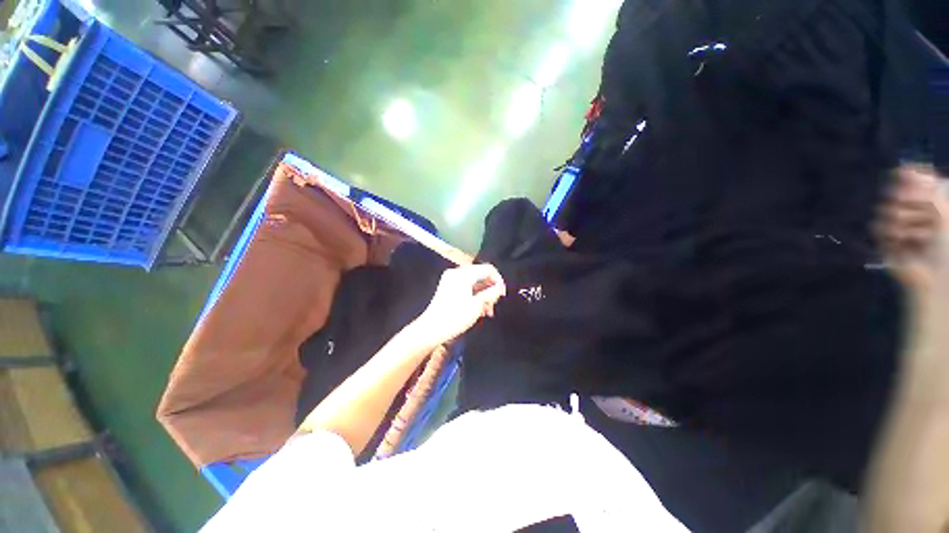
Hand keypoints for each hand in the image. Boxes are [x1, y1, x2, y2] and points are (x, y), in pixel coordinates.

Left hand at [414, 264, 506, 346]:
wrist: (432, 329)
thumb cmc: (455, 317)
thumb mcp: (477, 305)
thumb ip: (492, 294)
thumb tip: (500, 287)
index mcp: (463, 274)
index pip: (487, 269)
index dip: (498, 280)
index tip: (502, 294)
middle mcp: (456, 273)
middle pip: (480, 275)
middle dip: (490, 289)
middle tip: (494, 304)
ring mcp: (451, 280)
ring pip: (474, 282)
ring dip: (483, 294)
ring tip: (487, 310)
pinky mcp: (448, 288)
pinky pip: (466, 287)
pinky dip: (474, 295)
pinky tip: (479, 309)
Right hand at [876, 165, 945, 285]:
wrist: (936, 276)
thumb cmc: (946, 244)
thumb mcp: (942, 212)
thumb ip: (926, 190)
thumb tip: (903, 168)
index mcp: (929, 199)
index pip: (912, 177)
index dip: (910, 178)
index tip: (908, 177)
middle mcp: (913, 207)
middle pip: (897, 192)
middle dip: (909, 205)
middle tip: (924, 219)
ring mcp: (897, 223)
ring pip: (885, 209)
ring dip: (902, 223)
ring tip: (917, 238)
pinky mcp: (884, 238)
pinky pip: (877, 228)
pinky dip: (891, 236)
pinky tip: (902, 245)